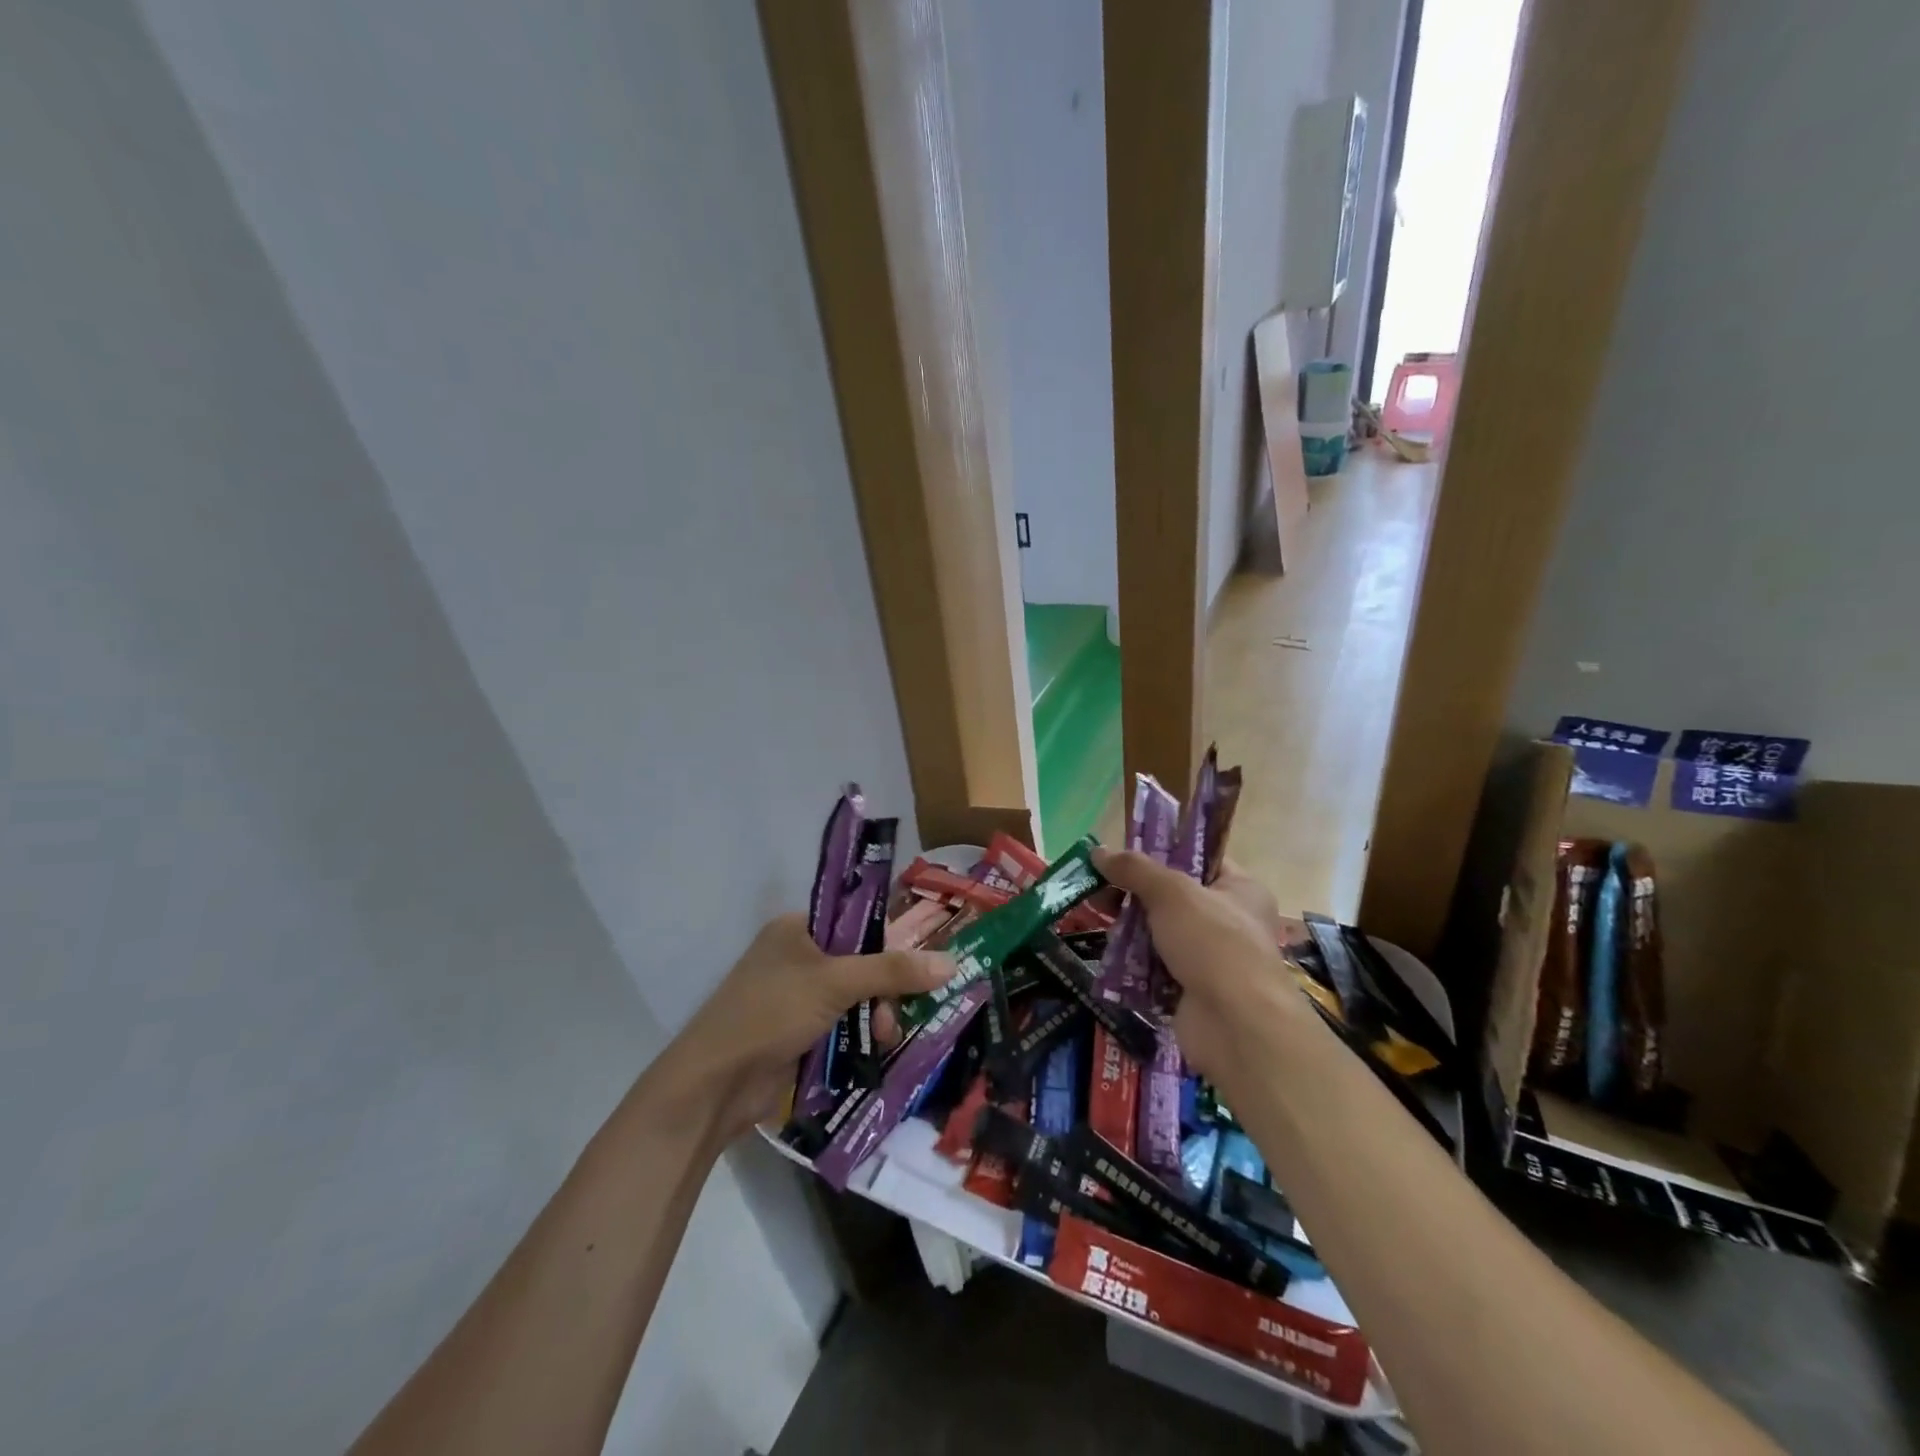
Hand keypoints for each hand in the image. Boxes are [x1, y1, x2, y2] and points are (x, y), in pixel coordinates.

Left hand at [656, 913, 951, 1140]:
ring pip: (854, 998)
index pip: (855, 920)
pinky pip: (841, 1026)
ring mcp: (795, 997)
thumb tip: (951, 962)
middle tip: (896, 1012)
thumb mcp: (835, 983)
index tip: (917, 965)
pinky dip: (858, 1036)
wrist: (714, 1085)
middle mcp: (796, 956)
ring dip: (874, 1016)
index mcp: (796, 928)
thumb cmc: (771, 1013)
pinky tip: (874, 1051)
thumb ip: (892, 971)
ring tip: (884, 1038)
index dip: (888, 941)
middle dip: (883, 989)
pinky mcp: (797, 1034)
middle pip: (860, 962)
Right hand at [1093, 848, 1304, 1079]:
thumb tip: (1098, 851)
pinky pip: (1156, 967)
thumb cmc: (1213, 943)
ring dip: (1131, 930)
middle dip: (1136, 895)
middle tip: (1100, 890)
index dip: (1161, 853)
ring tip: (1099, 920)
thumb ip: (1134, 869)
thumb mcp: (1171, 893)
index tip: (1123, 854)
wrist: (1236, 1026)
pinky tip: (1110, 956)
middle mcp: (1231, 921)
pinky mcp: (1193, 991)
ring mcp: (1212, 959)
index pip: (1199, 860)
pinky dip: (1135, 964)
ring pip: (1161, 933)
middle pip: (1173, 898)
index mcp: (1241, 889)